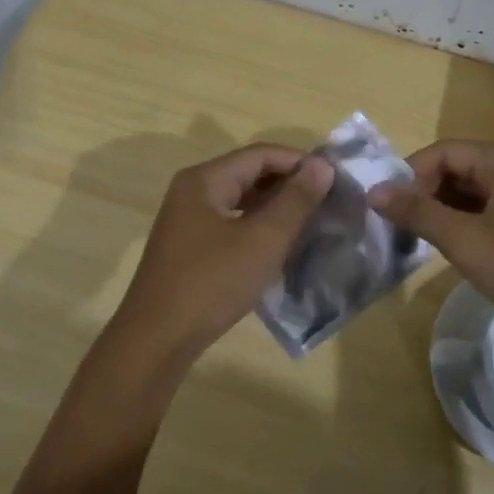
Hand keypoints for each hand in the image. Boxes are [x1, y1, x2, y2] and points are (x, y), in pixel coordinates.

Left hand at [112, 143, 333, 365]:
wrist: (157, 339)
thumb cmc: (212, 283)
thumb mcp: (262, 240)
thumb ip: (295, 200)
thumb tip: (322, 165)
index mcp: (205, 180)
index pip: (261, 154)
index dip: (300, 162)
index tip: (335, 180)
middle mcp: (192, 191)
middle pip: (249, 173)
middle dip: (289, 184)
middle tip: (328, 202)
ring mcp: (187, 220)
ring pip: (240, 200)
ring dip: (275, 207)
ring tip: (311, 222)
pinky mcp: (189, 247)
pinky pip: (231, 223)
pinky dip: (258, 227)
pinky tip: (280, 245)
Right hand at [368, 141, 493, 340]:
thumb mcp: (467, 242)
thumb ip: (418, 213)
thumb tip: (374, 191)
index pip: (443, 152)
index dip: (409, 176)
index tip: (388, 210)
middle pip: (461, 168)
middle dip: (427, 195)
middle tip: (403, 229)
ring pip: (478, 191)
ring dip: (448, 211)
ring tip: (426, 242)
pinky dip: (473, 222)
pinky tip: (463, 250)